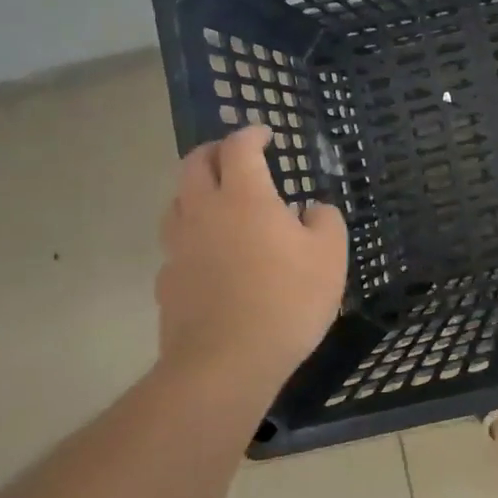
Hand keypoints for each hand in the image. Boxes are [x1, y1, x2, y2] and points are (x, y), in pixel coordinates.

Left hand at [155, 125, 347, 386]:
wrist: (225, 364)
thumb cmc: (287, 300)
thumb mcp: (330, 256)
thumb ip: (325, 221)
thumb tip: (311, 210)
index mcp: (244, 197)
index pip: (238, 147)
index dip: (251, 134)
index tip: (266, 134)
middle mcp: (204, 211)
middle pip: (194, 164)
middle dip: (214, 151)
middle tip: (234, 156)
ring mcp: (179, 247)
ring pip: (177, 202)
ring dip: (196, 191)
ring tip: (218, 202)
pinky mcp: (167, 281)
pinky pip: (176, 245)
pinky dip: (192, 237)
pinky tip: (210, 256)